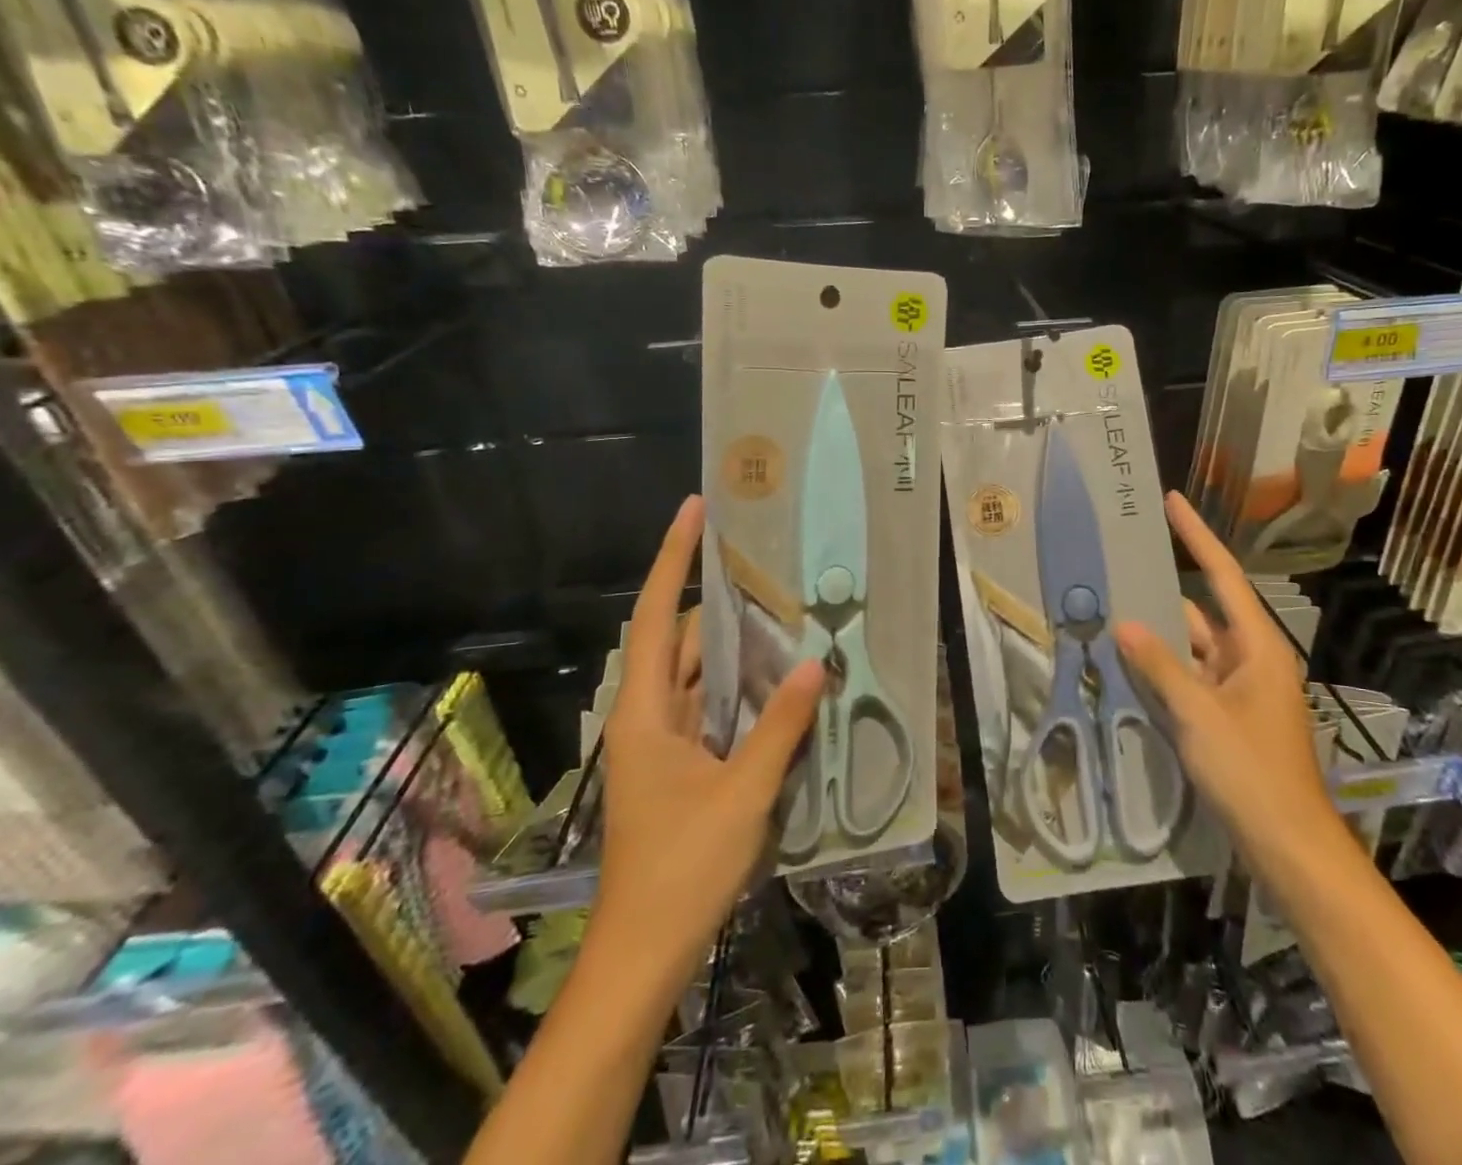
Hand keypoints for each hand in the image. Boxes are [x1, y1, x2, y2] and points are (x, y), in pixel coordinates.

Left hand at [598, 495, 824, 976]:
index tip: (695, 510)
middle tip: (771, 564)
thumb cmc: (682, 868)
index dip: (675, 559)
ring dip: (737, 645)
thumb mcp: (742, 793)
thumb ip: (780, 726)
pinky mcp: (682, 764)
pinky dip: (742, 686)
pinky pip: (713, 706)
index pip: (656, 617)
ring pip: (701, 673)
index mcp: (645, 713)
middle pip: (683, 640)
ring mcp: (665, 741)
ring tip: (784, 609)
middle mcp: (649, 716)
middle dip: (722, 600)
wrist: (645, 951)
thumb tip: (816, 664)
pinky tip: (779, 677)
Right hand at [1115, 492, 1338, 850]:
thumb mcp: (1199, 714)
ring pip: (1193, 648)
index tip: (1173, 502)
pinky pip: (1191, 679)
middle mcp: (1250, 659)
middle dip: (1165, 590)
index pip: (1223, 576)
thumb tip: (1125, 624)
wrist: (1287, 844)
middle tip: (1122, 563)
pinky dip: (1164, 670)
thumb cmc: (1251, 770)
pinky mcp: (1228, 717)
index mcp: (1257, 647)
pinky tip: (1129, 663)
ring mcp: (1239, 690)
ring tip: (1112, 609)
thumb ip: (1160, 667)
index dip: (1197, 536)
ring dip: (1159, 636)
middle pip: (1203, 610)